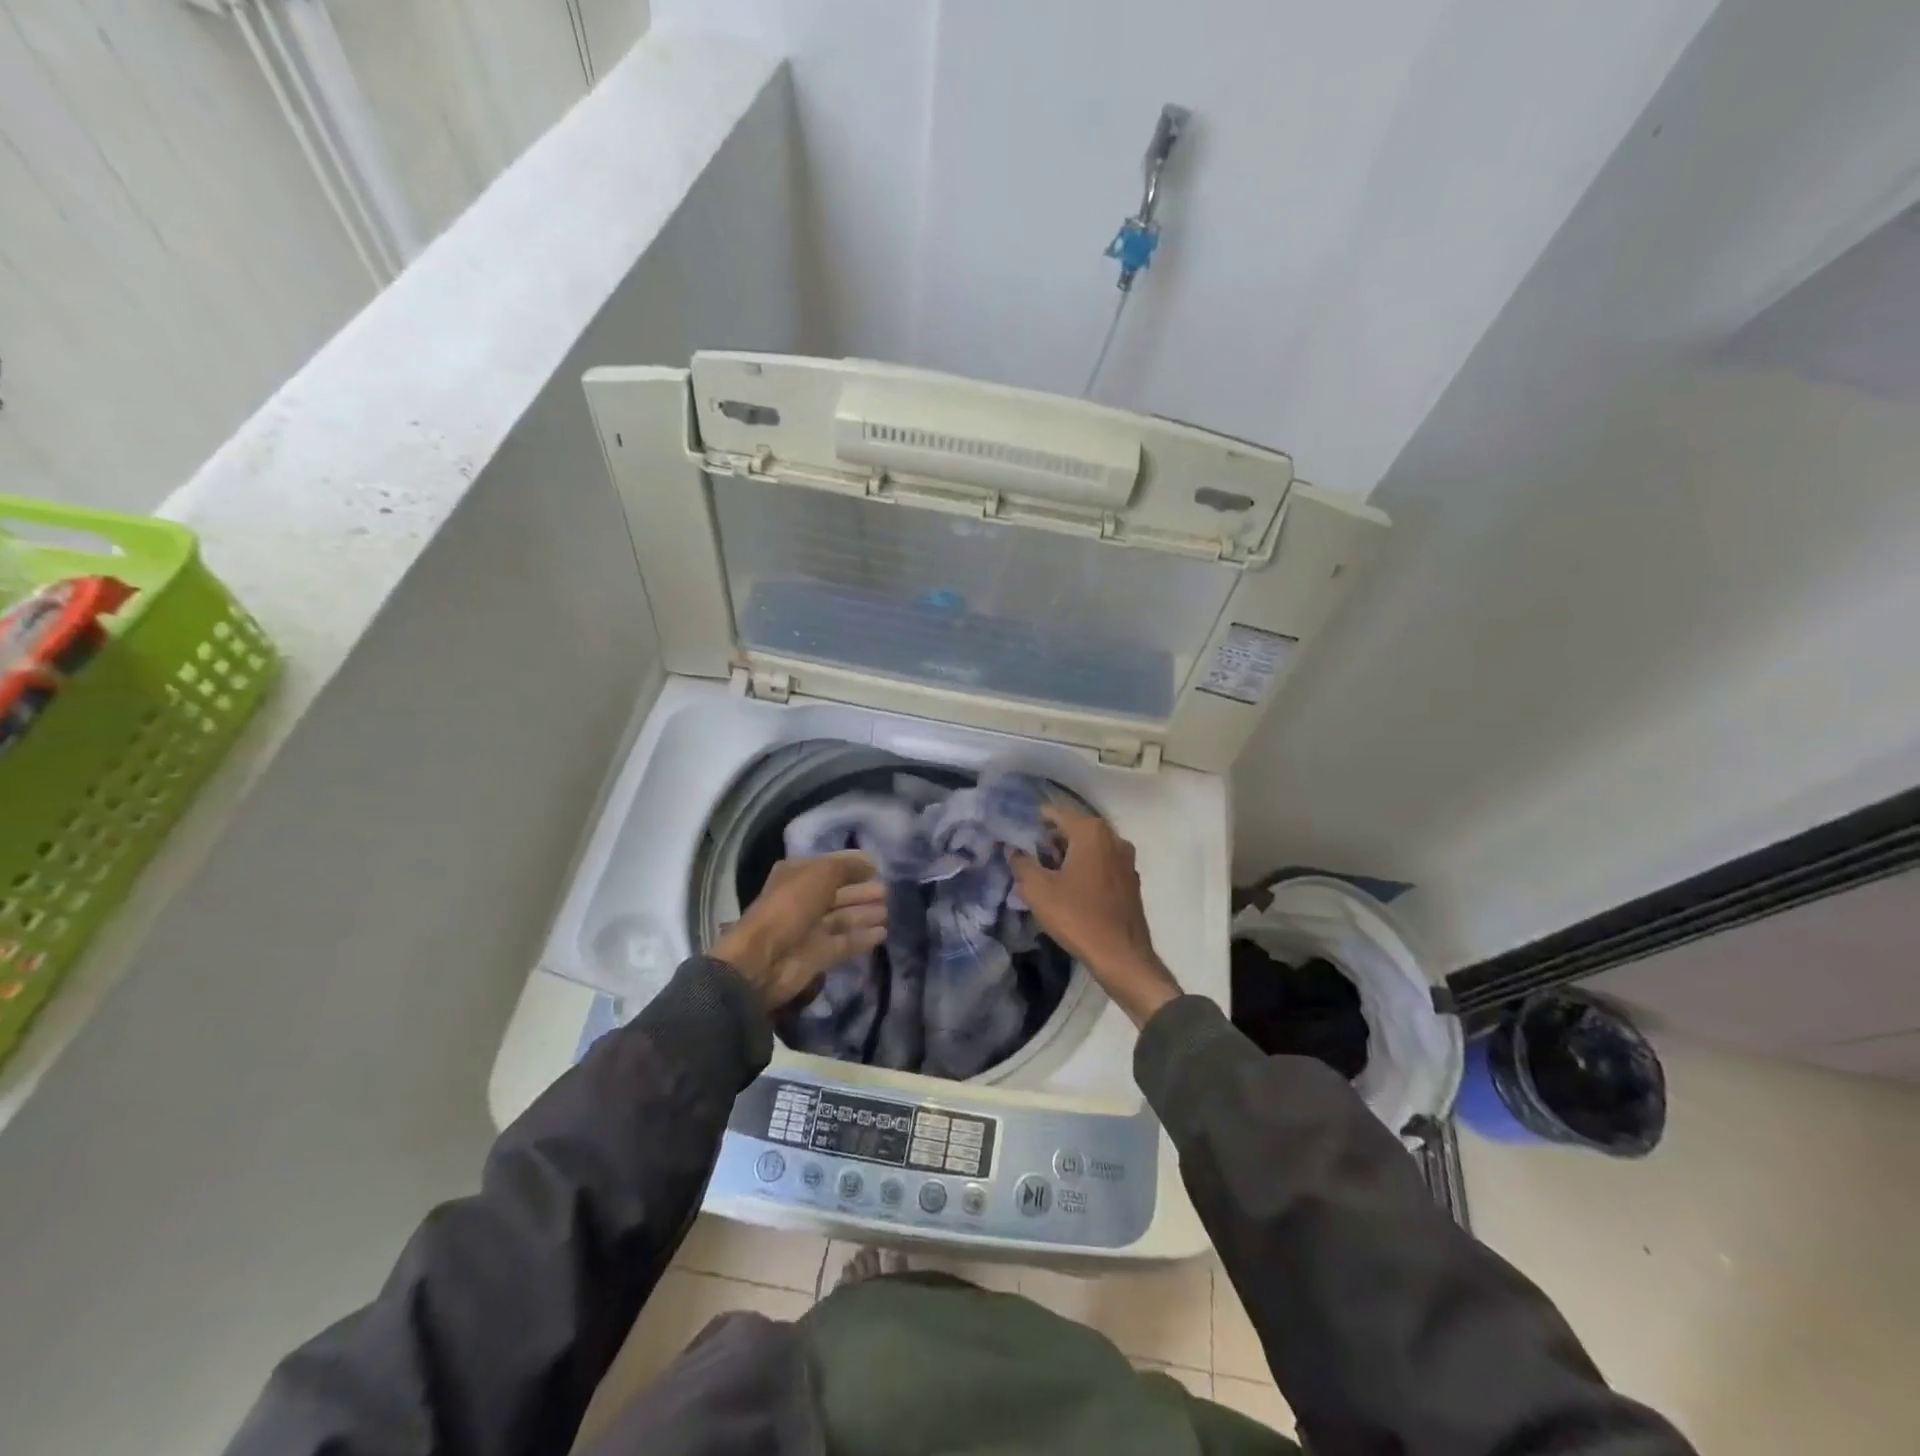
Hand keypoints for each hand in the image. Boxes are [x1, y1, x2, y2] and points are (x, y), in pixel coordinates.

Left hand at [713, 851, 888, 1009]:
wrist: (764, 959)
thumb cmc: (791, 906)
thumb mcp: (820, 874)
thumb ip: (847, 866)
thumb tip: (870, 863)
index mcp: (797, 875)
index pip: (830, 866)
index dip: (853, 865)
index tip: (878, 866)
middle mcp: (804, 900)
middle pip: (839, 893)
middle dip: (862, 891)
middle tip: (886, 891)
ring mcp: (810, 929)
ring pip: (843, 918)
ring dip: (865, 914)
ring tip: (887, 911)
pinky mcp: (818, 954)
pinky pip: (845, 942)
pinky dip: (862, 938)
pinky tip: (882, 934)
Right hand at [1010, 808, 1181, 1027]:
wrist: (1122, 956)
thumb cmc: (1077, 916)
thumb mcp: (1038, 890)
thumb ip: (1021, 863)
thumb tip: (1013, 850)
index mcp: (1091, 831)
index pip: (1055, 813)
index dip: (1033, 821)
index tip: (1015, 833)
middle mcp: (1113, 837)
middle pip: (1074, 828)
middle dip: (1050, 840)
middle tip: (1028, 857)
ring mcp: (1126, 859)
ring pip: (1089, 847)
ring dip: (1068, 855)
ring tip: (1045, 874)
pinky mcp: (1130, 880)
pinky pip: (1101, 864)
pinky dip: (1085, 869)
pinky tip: (1070, 889)